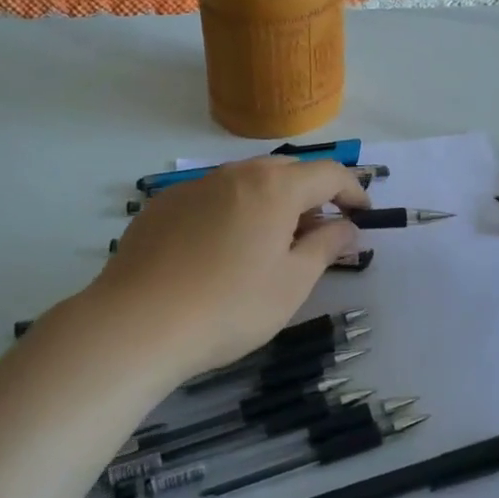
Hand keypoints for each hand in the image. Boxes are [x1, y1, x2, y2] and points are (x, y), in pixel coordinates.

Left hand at [81, 157, 370, 378]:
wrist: (135, 324)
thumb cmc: (230, 306)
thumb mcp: (292, 283)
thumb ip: (326, 246)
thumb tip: (346, 226)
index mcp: (275, 187)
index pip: (329, 173)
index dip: (353, 191)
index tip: (363, 216)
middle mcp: (236, 174)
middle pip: (286, 172)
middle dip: (311, 196)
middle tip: (318, 233)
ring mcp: (194, 187)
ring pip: (246, 183)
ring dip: (270, 203)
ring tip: (270, 244)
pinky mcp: (163, 206)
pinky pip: (212, 198)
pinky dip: (232, 213)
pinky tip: (220, 252)